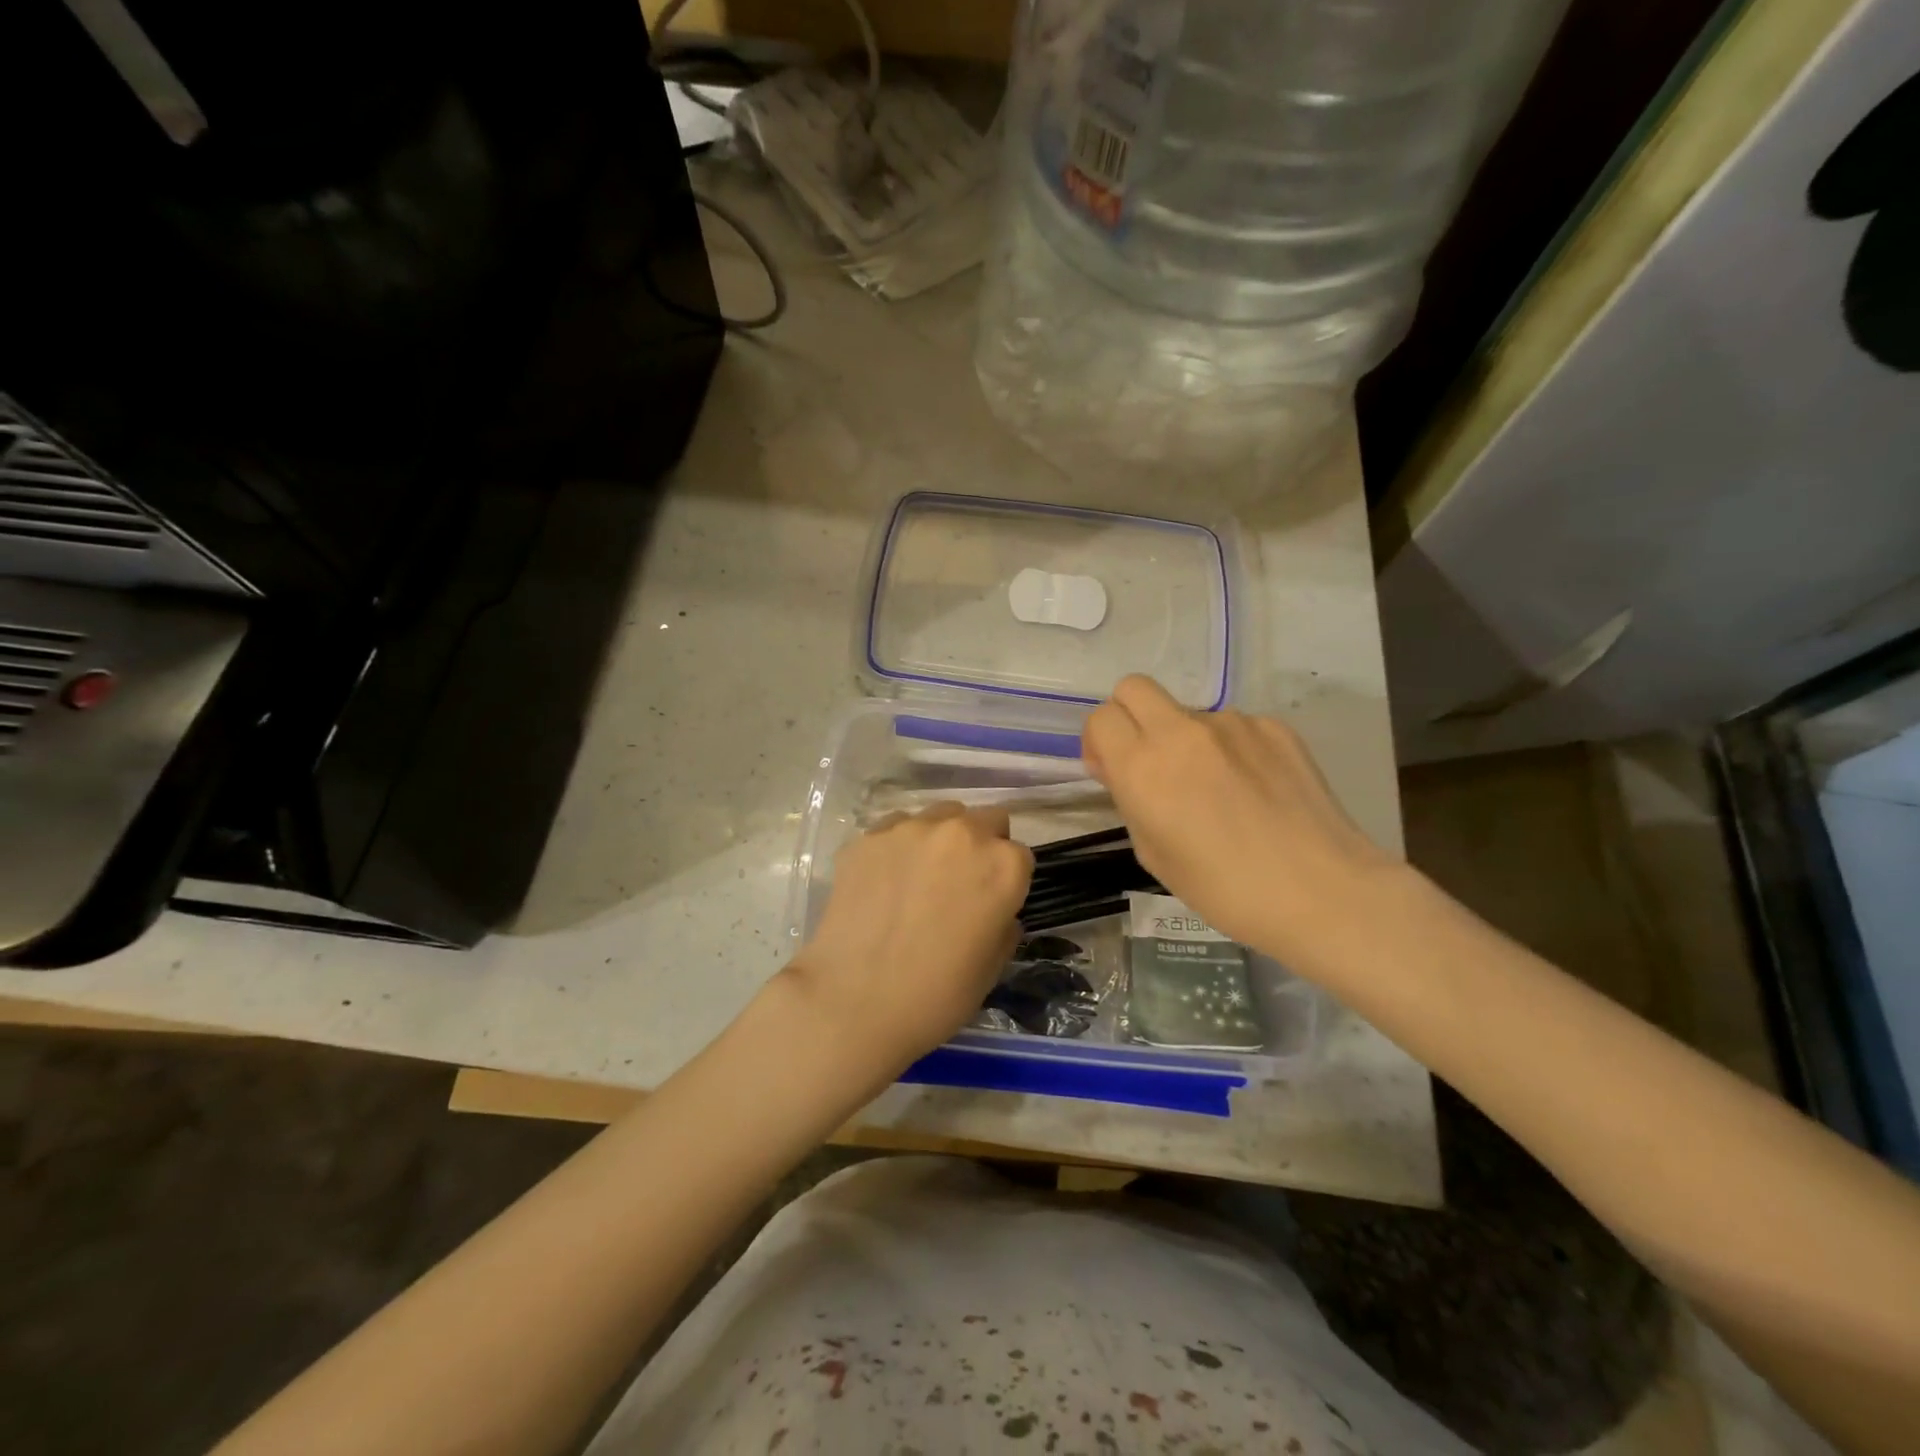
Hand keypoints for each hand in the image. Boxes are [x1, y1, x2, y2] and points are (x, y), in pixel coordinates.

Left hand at [781, 803, 1033, 1083]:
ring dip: (939, 839)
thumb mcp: (992, 966)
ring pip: (938, 817)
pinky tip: (882, 883)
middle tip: (958, 883)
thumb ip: (1003, 922)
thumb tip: (994, 909)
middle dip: (979, 845)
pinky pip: (894, 829)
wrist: (854, 1003)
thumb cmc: (936, 995)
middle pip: (983, 820)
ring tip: (917, 879)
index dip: (1006, 879)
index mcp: (1002, 865)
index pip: (1019, 854)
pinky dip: (897, 848)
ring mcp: (910, 829)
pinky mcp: (868, 837)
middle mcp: (961, 833)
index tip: (991, 901)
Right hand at [1082, 675, 1397, 966]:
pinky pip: (1233, 726)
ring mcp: (1233, 724)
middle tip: (1147, 759)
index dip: (1099, 742)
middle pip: (1134, 688)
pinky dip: (1229, 748)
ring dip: (1185, 738)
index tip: (1112, 772)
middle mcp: (1182, 732)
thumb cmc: (1223, 888)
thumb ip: (1131, 799)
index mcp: (1143, 767)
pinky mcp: (1274, 727)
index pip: (1101, 717)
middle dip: (1130, 716)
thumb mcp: (1153, 853)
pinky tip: (1252, 789)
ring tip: (1215, 789)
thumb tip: (1127, 772)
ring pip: (1188, 712)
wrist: (1320, 891)